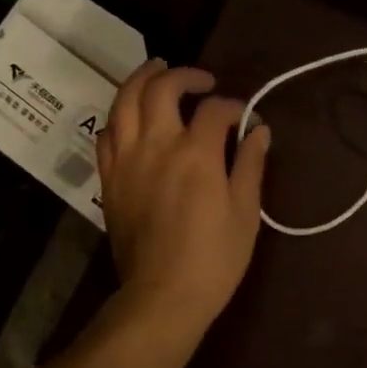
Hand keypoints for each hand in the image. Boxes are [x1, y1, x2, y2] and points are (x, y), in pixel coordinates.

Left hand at [96, 60, 270, 332]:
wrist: (164, 295)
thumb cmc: (215, 258)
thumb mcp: (246, 212)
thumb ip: (250, 165)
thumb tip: (259, 130)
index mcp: (196, 153)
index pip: (213, 109)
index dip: (233, 106)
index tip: (245, 117)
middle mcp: (156, 145)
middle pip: (160, 89)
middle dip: (184, 76)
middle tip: (202, 81)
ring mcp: (126, 160)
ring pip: (123, 101)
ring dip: (142, 80)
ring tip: (157, 72)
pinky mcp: (110, 179)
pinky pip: (106, 133)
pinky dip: (120, 115)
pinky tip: (131, 116)